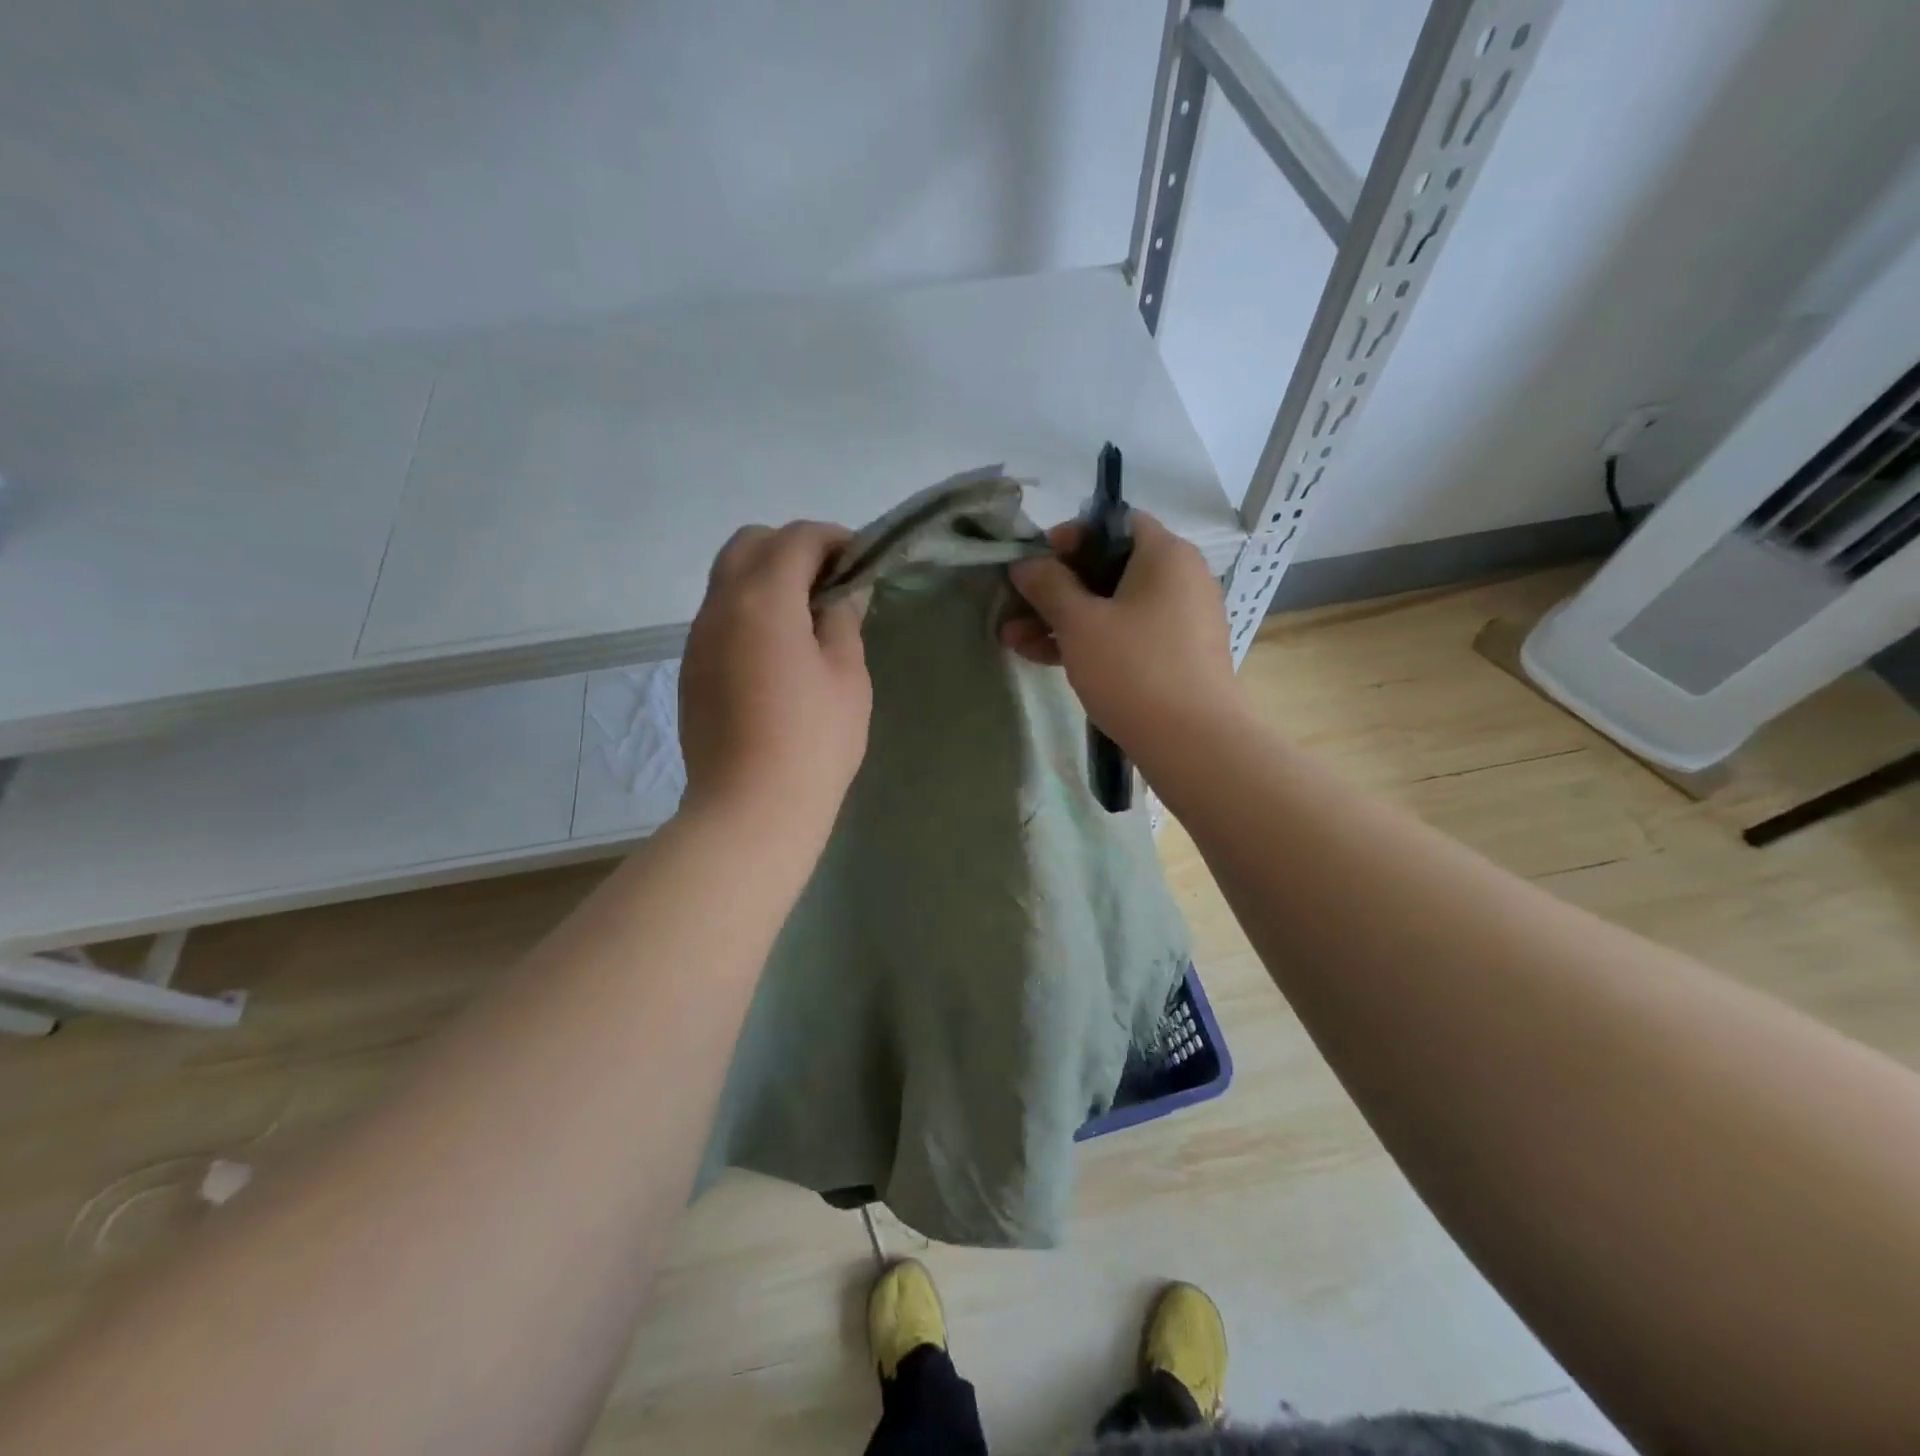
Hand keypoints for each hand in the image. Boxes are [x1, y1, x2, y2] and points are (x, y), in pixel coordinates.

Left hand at [680, 522, 871, 833]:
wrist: (750, 808)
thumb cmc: (814, 741)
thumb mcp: (848, 677)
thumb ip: (844, 621)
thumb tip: (842, 593)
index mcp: (764, 600)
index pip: (795, 539)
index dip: (832, 539)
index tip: (858, 560)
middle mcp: (720, 607)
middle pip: (749, 544)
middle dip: (791, 548)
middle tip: (828, 584)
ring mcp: (698, 639)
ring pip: (727, 579)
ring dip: (766, 579)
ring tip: (805, 618)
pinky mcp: (691, 669)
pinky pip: (718, 616)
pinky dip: (748, 611)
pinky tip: (776, 652)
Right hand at [1001, 512, 1238, 761]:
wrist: (1193, 743)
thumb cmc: (1134, 669)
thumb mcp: (1080, 623)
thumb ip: (1048, 585)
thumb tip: (1026, 563)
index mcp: (1165, 554)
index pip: (1112, 524)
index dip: (1068, 538)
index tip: (1033, 564)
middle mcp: (1179, 579)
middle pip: (1108, 568)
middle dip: (1054, 589)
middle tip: (1014, 608)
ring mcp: (1179, 620)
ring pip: (1111, 607)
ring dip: (1062, 620)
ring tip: (1013, 640)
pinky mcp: (1174, 657)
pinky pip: (1126, 635)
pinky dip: (1089, 641)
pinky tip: (1044, 658)